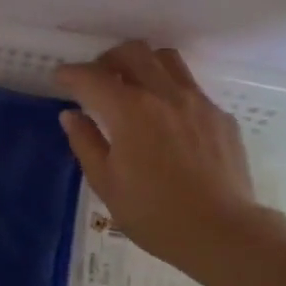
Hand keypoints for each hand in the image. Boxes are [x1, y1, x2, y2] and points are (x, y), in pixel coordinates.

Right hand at [53, 40, 264, 275]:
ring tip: (134, 88)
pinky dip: (171, 91)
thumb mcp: (106, 183)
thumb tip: (72, 115)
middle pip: (132, 52)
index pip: (92, 77)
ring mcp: (197, 102)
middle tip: (98, 80)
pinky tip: (168, 121)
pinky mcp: (220, 116)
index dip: (71, 74)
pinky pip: (191, 88)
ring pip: (166, 60)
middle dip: (108, 60)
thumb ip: (85, 142)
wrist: (224, 234)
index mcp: (129, 110)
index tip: (61, 79)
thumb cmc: (155, 214)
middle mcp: (164, 94)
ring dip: (143, 65)